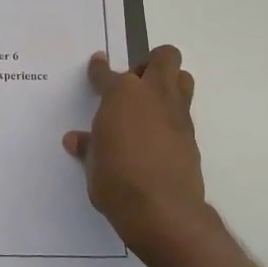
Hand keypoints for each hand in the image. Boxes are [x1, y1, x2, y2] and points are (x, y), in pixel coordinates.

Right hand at [63, 46, 208, 258]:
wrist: (160, 208)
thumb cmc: (115, 179)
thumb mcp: (93, 162)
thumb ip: (88, 145)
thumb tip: (76, 140)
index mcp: (121, 95)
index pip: (106, 73)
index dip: (99, 68)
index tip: (98, 64)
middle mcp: (152, 95)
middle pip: (164, 57)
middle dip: (149, 63)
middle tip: (133, 84)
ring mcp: (176, 114)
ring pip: (183, 78)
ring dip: (168, 83)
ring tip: (149, 105)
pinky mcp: (191, 135)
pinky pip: (184, 112)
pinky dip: (171, 116)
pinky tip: (157, 136)